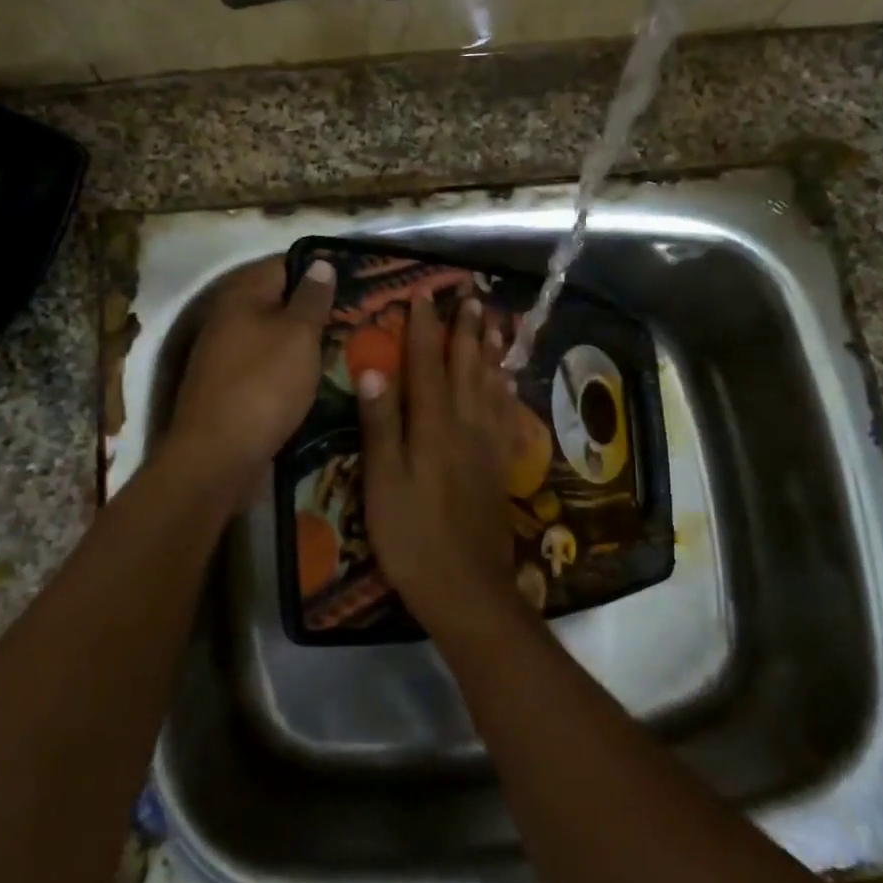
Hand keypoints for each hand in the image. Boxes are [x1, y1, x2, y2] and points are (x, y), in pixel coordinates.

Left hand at [167, 256, 333, 495]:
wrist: (218, 457)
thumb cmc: (264, 385)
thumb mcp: (298, 335)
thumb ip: (312, 298)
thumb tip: (320, 263)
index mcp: (242, 295)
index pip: (285, 263)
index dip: (320, 267)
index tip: (357, 278)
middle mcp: (230, 318)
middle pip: (279, 300)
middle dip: (317, 305)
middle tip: (361, 313)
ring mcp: (228, 354)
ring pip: (276, 334)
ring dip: (307, 338)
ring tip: (349, 342)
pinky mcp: (233, 386)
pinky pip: (269, 364)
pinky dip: (293, 365)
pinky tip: (320, 374)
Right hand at [357, 292, 526, 640]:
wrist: (466, 586)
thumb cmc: (412, 536)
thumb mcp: (383, 482)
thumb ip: (380, 425)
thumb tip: (374, 369)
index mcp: (432, 426)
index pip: (427, 364)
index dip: (424, 329)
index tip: (423, 296)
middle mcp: (465, 425)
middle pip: (466, 367)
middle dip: (466, 330)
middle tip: (470, 297)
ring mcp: (486, 445)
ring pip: (490, 385)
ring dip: (490, 351)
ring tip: (495, 323)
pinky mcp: (498, 465)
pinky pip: (505, 416)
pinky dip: (505, 391)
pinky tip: (507, 382)